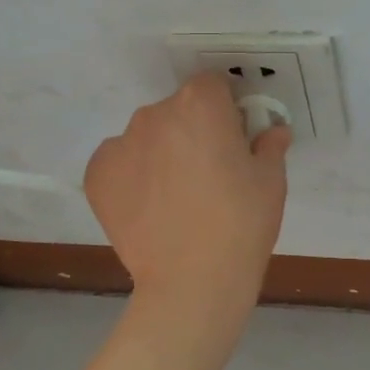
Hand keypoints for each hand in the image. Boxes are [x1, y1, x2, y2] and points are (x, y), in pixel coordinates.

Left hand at [86, 74, 290, 313]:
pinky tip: (149, 208)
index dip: (225, 110)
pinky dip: (133, 177)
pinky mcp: (96, 175)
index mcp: (200, 104)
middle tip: (208, 174)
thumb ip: (269, 144)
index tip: (233, 139)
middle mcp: (155, 113)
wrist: (192, 282)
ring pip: (146, 137)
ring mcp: (120, 143)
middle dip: (192, 132)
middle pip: (177, 111)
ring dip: (160, 153)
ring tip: (175, 198)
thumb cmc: (241, 223)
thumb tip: (273, 131)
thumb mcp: (271, 181)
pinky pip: (119, 163)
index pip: (213, 86)